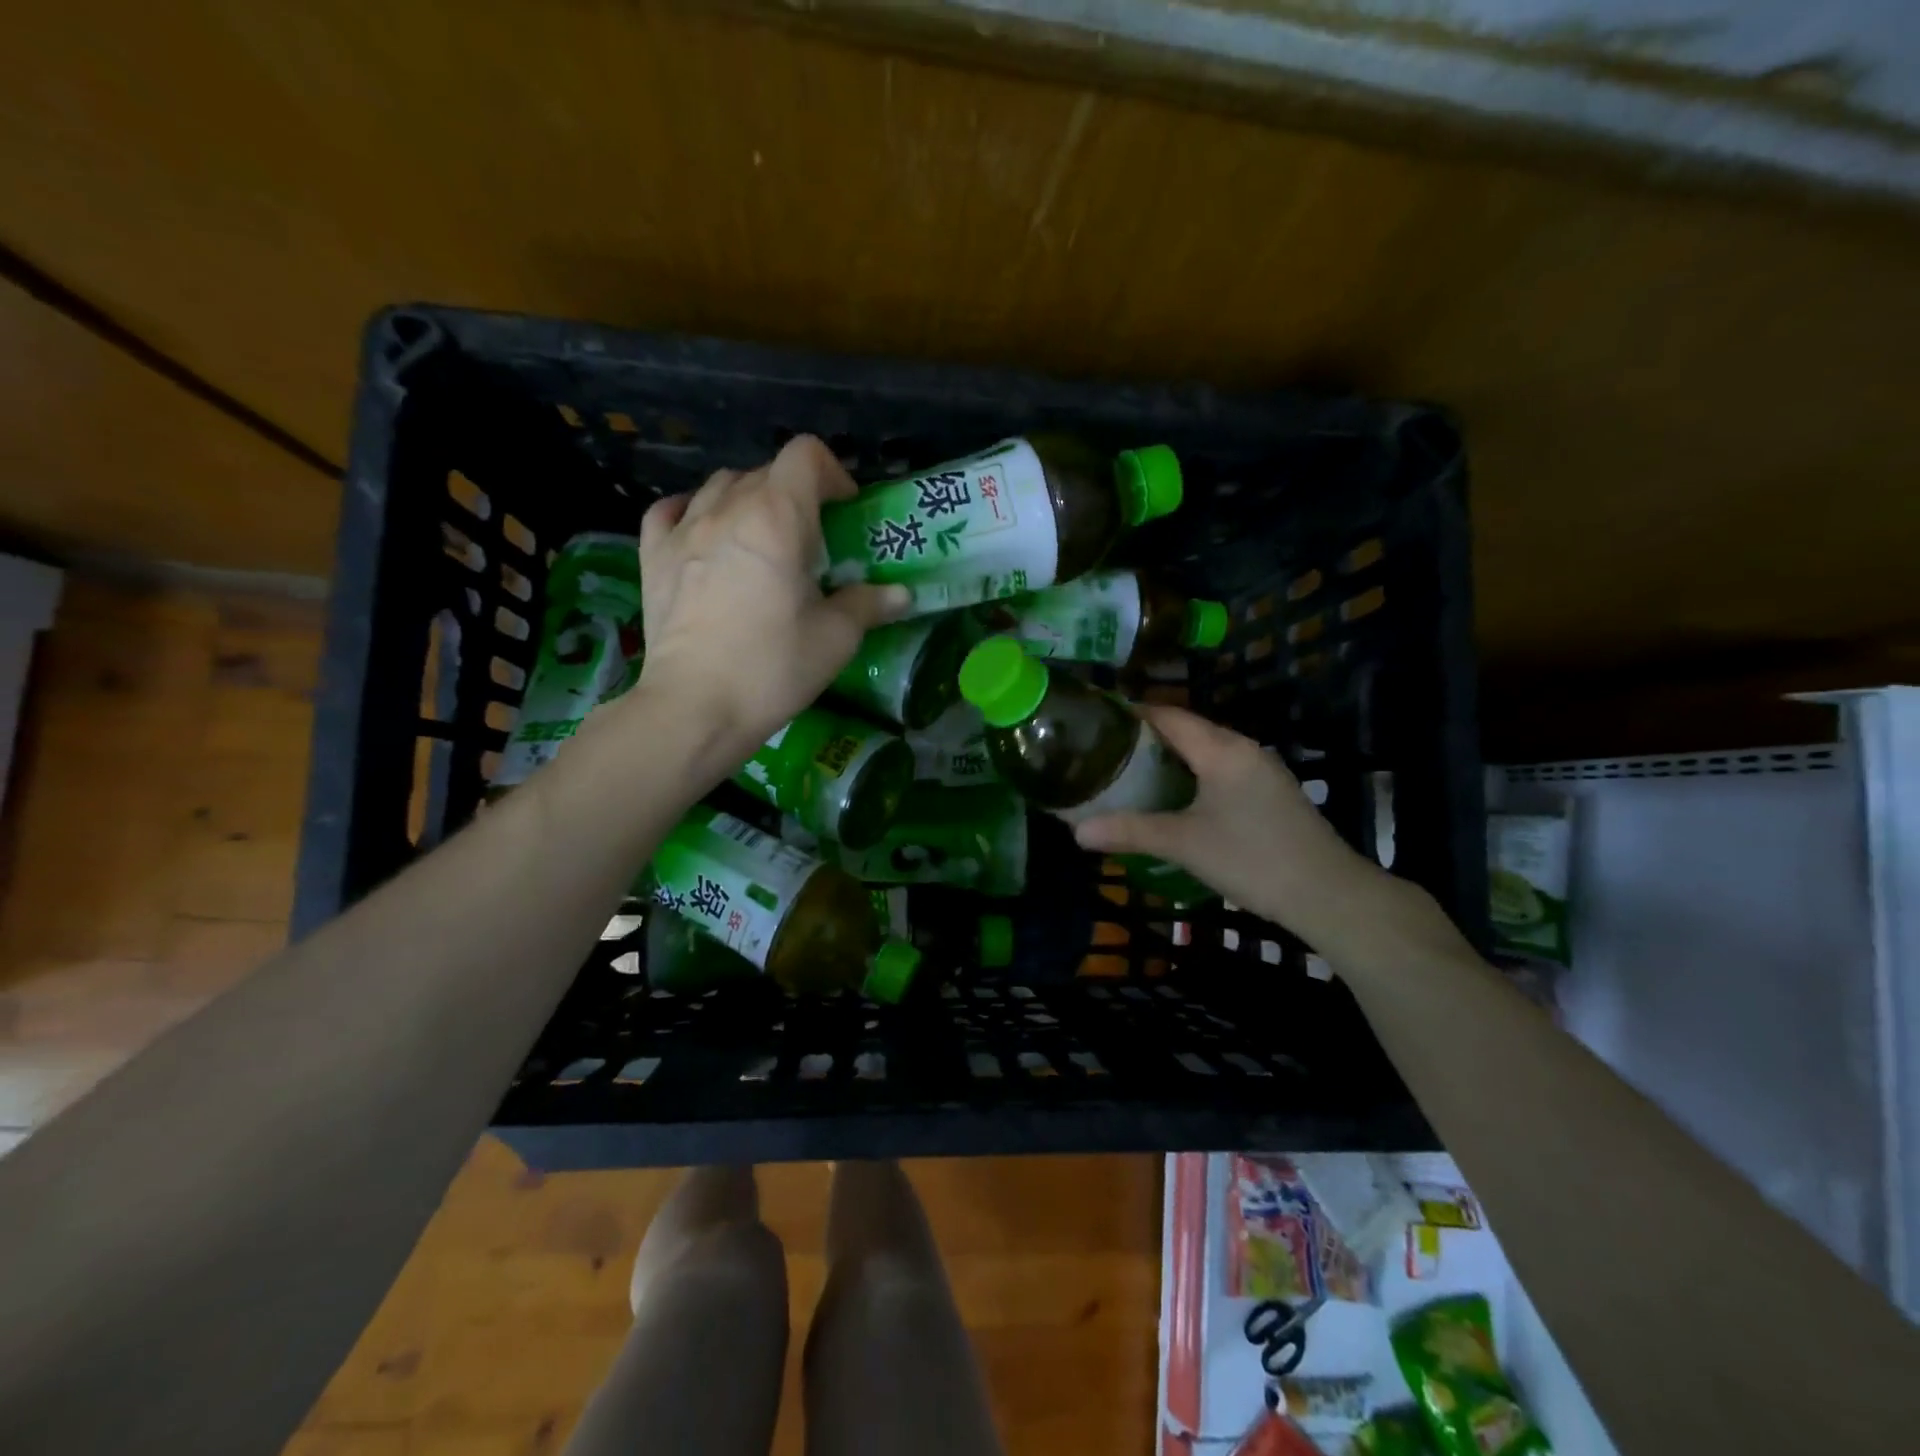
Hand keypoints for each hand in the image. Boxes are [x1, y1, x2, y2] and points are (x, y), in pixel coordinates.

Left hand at [629, 435, 909, 774]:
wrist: (694, 707)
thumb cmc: (772, 668)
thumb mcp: (835, 639)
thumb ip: (869, 605)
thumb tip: (900, 594)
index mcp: (777, 518)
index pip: (805, 455)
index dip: (832, 474)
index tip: (844, 511)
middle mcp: (727, 508)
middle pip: (766, 472)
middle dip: (796, 495)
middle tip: (811, 540)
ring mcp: (683, 529)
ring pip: (720, 486)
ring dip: (749, 501)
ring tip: (762, 540)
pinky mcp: (653, 555)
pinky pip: (672, 510)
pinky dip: (694, 512)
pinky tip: (705, 535)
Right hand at [1072, 705, 1452, 959]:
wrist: (1327, 894)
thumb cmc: (1251, 859)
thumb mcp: (1183, 844)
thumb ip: (1129, 831)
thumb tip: (1076, 831)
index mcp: (1221, 749)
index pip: (1169, 715)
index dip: (1132, 714)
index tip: (1097, 723)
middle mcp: (1243, 749)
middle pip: (1187, 729)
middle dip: (1147, 738)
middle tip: (1106, 754)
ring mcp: (1262, 770)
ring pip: (1207, 751)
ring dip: (1171, 758)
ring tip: (1132, 774)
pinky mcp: (1272, 792)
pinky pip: (1222, 769)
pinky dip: (1193, 774)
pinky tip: (1176, 798)